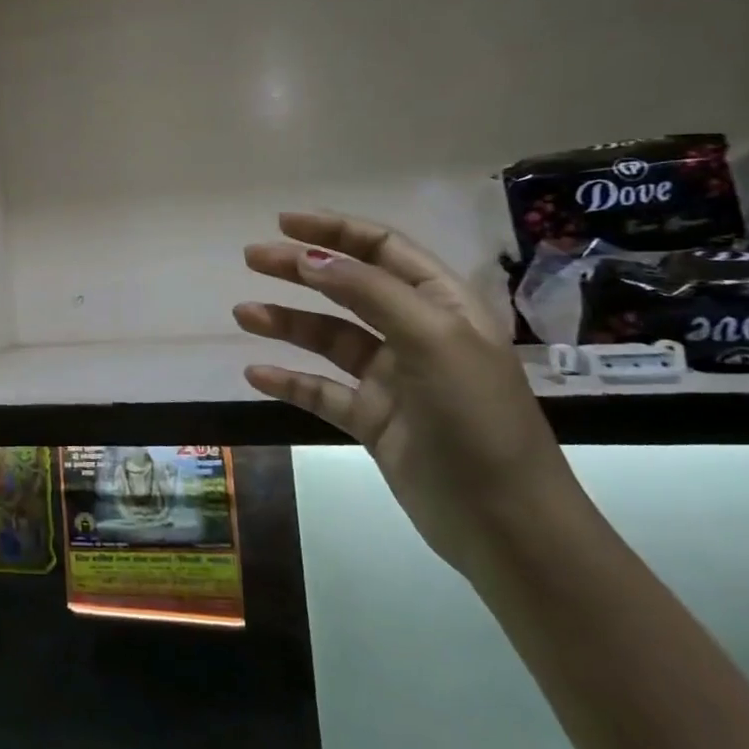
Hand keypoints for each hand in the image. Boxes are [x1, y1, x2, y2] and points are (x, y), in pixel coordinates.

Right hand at [234, 211, 584, 575]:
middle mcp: (416, 333)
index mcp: (443, 305)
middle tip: (252, 257)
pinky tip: (256, 374)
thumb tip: (311, 257)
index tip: (284, 224)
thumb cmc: (476, 417)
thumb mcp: (432, 339)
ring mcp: (392, 378)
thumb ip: (371, 292)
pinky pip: (321, 390)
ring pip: (329, 338)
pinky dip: (289, 380)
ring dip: (286, 322)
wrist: (504, 524)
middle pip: (349, 287)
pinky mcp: (372, 419)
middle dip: (300, 269)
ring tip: (243, 314)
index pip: (384, 250)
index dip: (335, 231)